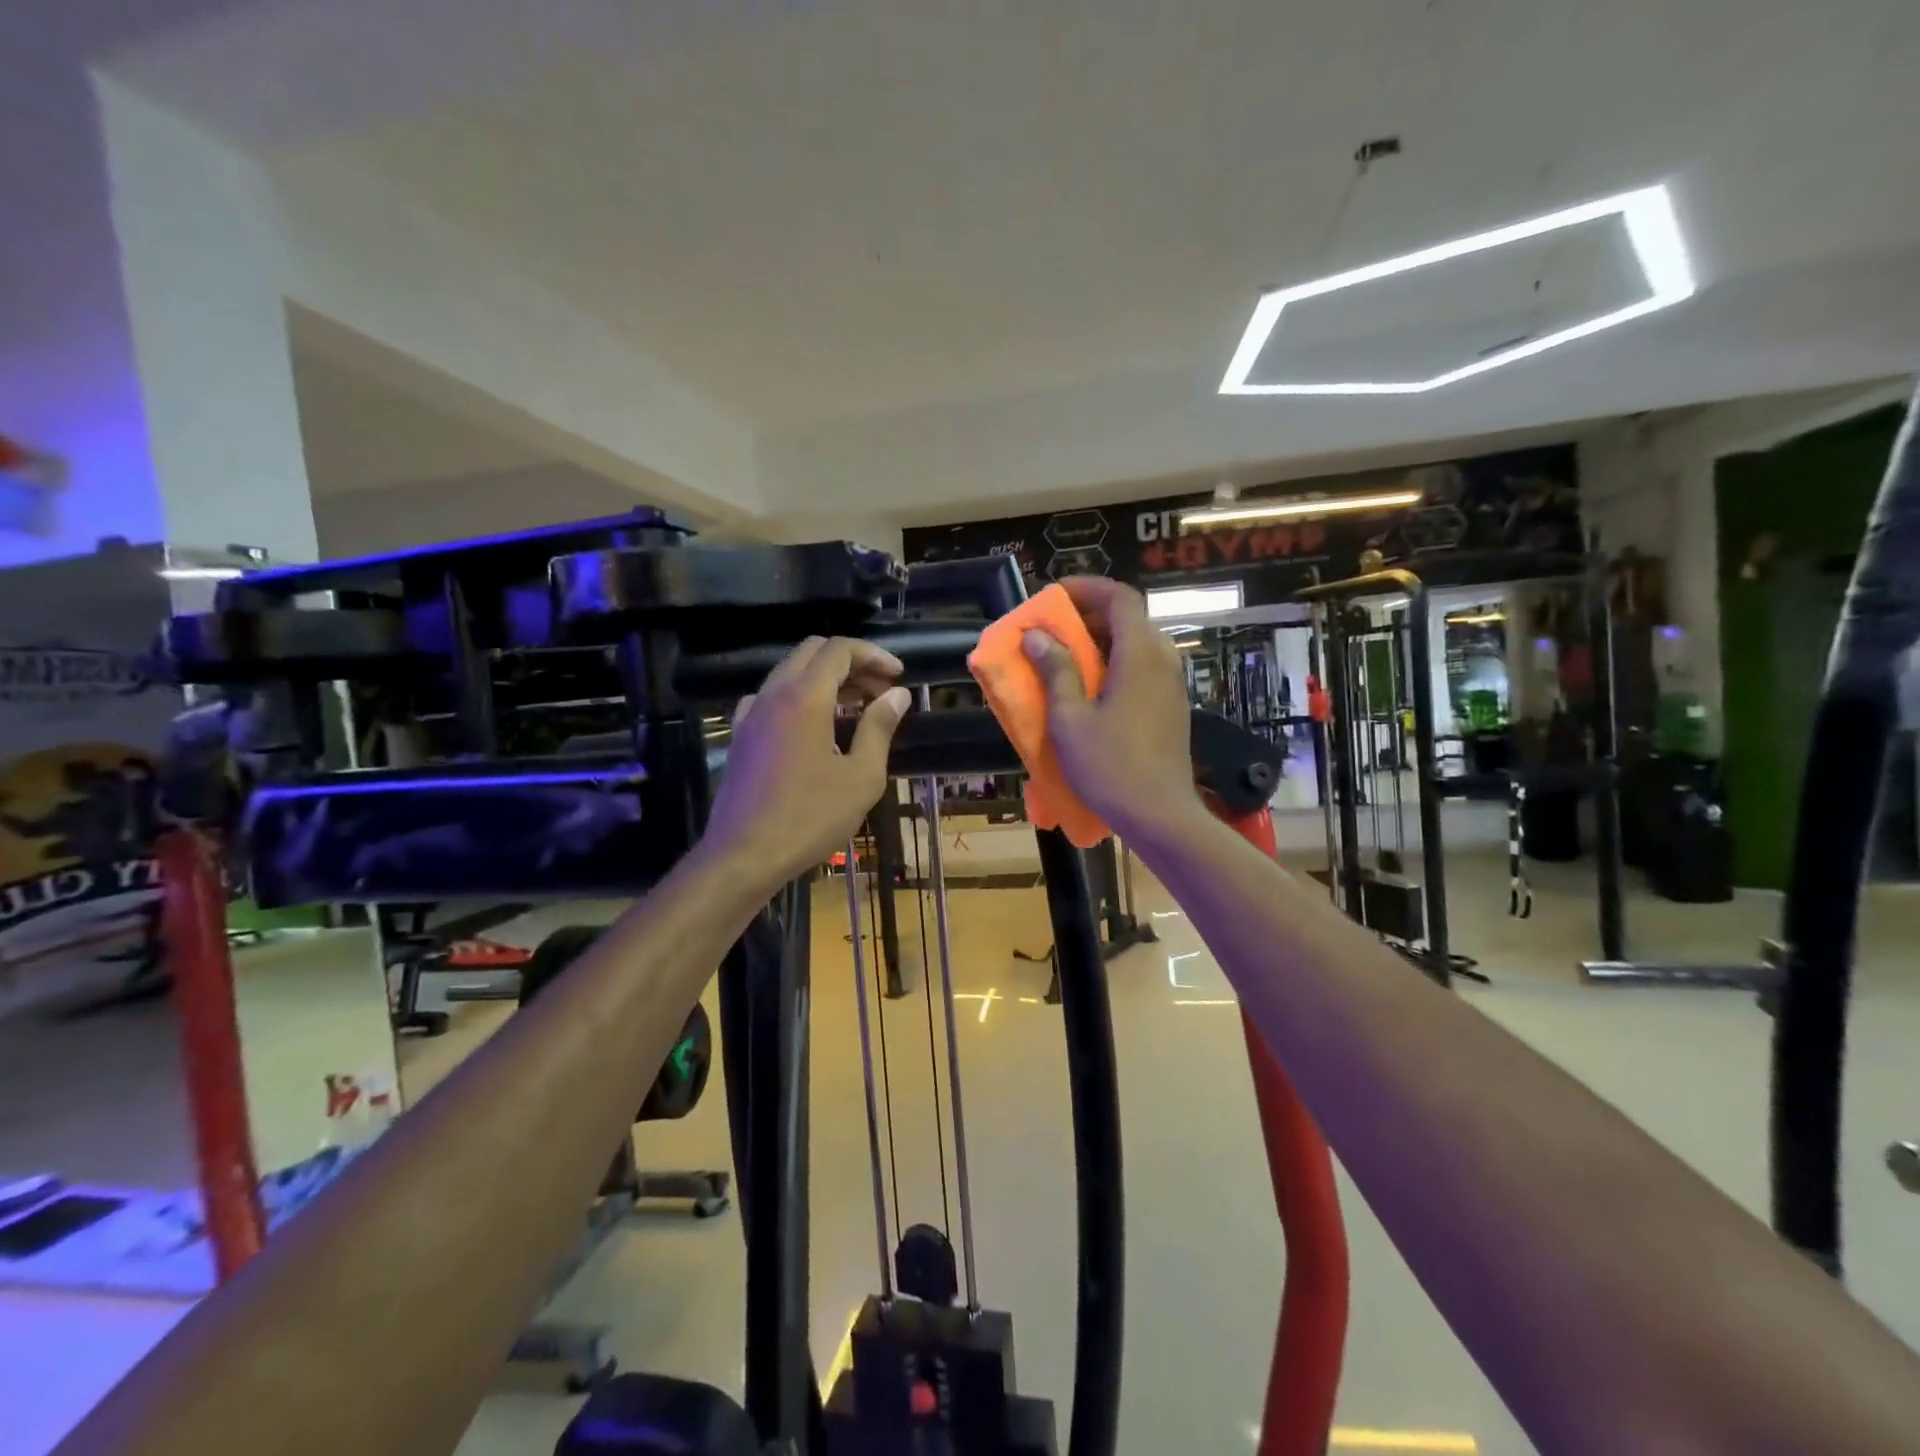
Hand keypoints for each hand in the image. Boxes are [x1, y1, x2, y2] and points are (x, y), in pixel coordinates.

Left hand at [704, 637, 911, 886]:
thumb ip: (879, 728)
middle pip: (812, 652)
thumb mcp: (861, 777)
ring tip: (856, 708)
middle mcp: (773, 694)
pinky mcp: (741, 735)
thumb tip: (898, 695)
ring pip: (790, 672)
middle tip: (879, 690)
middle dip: (851, 662)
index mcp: (805, 697)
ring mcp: (751, 714)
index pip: (839, 649)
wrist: (744, 855)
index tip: (898, 676)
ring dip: (825, 679)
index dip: (873, 655)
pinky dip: (799, 697)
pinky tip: (815, 727)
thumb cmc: (810, 818)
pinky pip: (772, 698)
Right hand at [1019, 577, 1202, 838]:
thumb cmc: (1109, 766)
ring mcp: (1171, 685)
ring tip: (1067, 656)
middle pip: (1130, 618)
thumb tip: (1037, 637)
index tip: (1054, 596)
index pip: (1120, 598)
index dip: (1087, 588)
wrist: (1159, 815)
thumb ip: (1056, 671)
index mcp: (1139, 655)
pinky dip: (1115, 663)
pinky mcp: (1172, 706)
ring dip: (1102, 640)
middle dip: (1090, 614)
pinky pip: (1143, 668)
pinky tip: (1091, 688)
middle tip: (1054, 627)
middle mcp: (1162, 660)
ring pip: (1137, 644)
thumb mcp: (1069, 719)